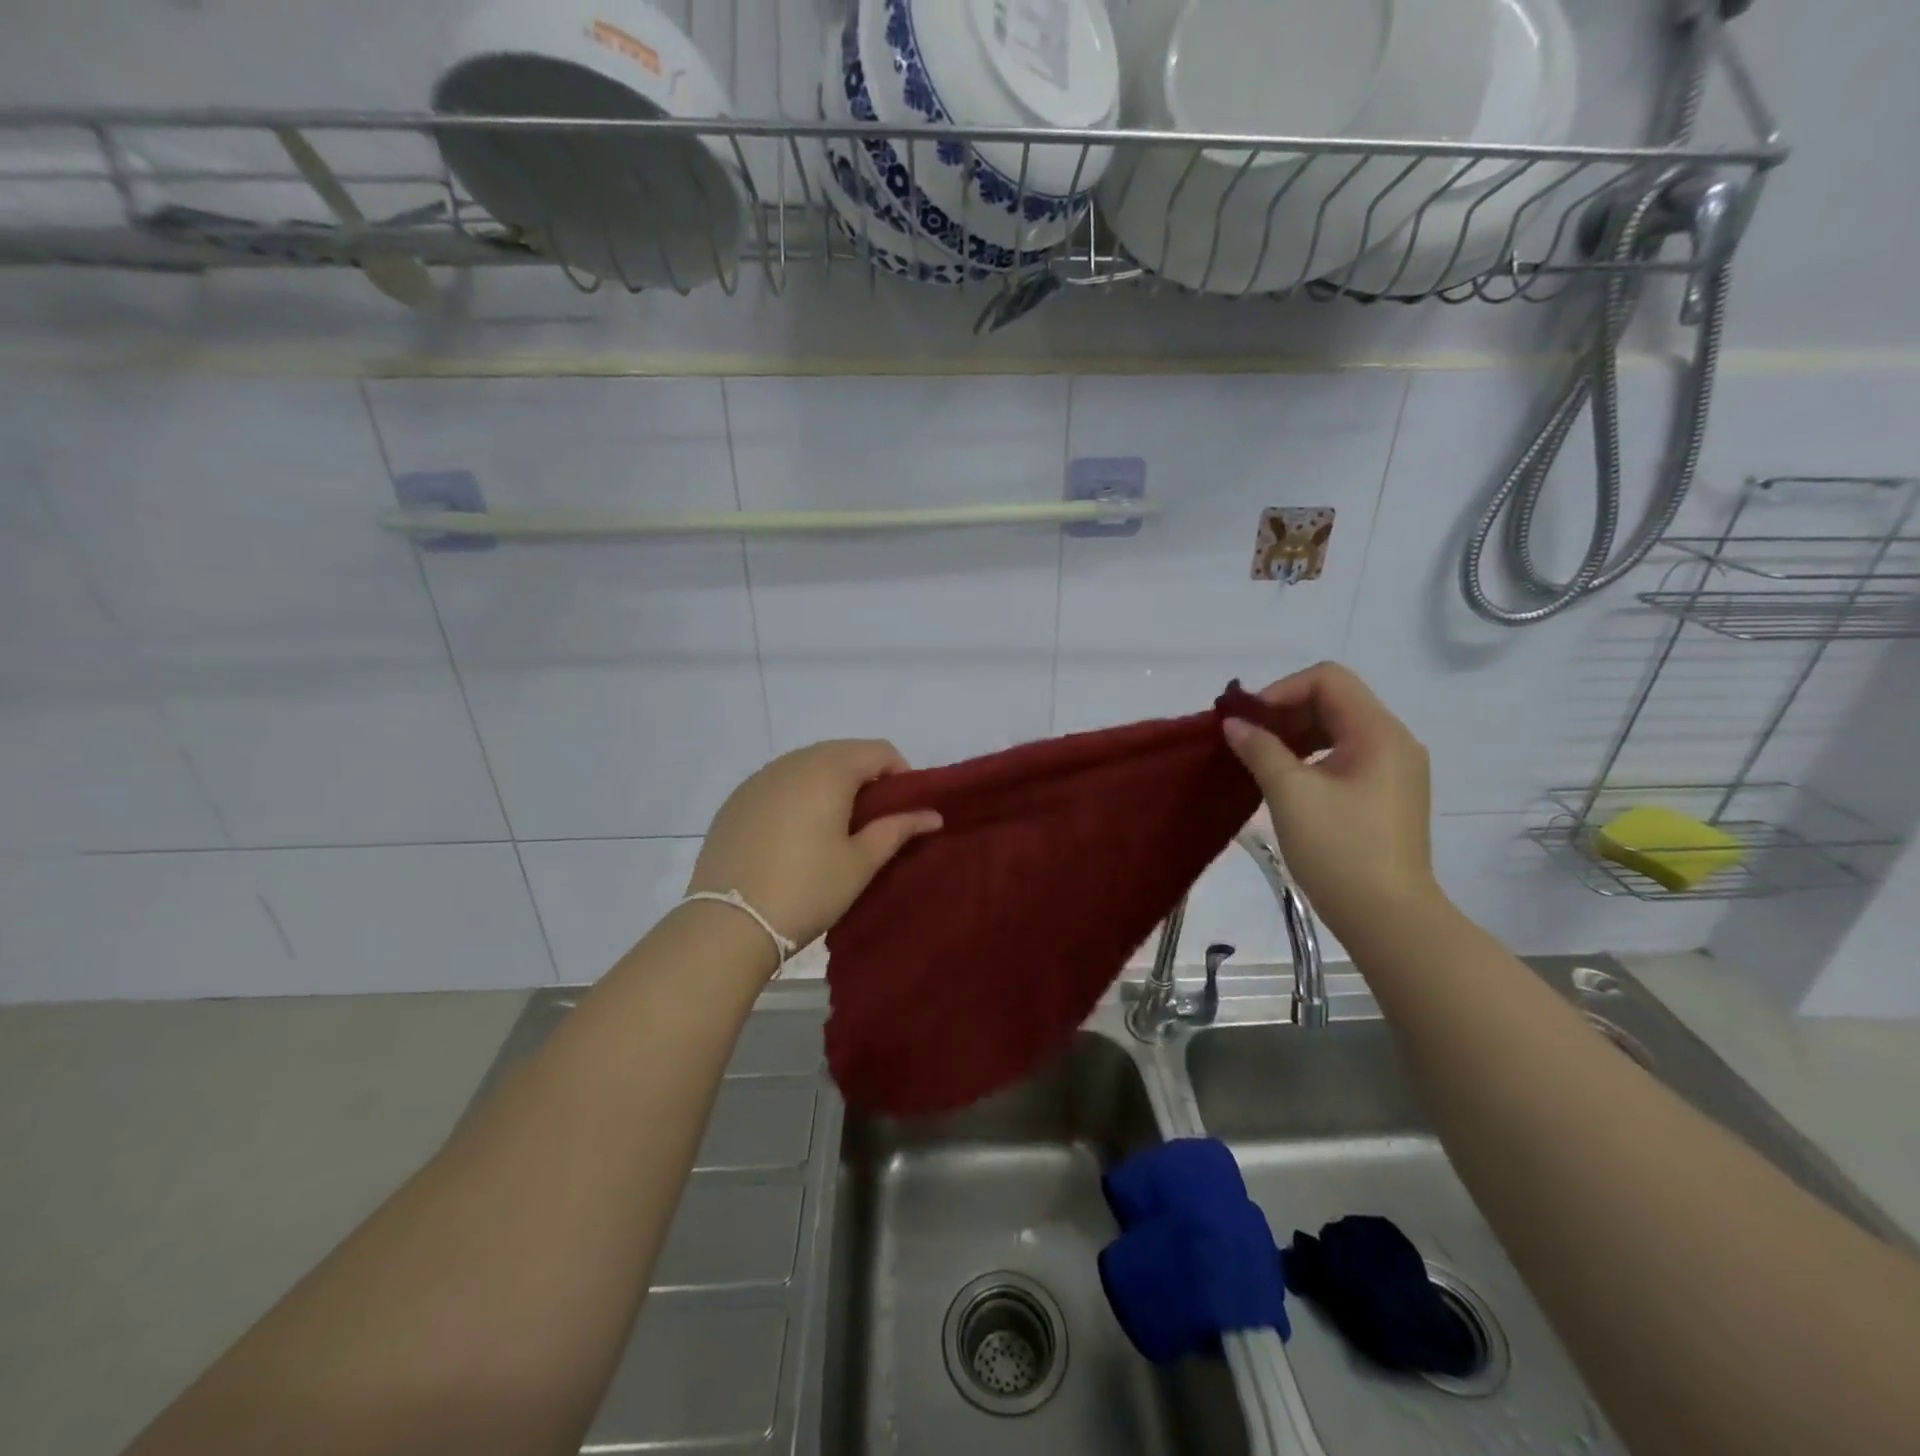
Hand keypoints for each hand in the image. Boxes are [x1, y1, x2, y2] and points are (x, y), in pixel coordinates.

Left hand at [687, 740, 941, 959]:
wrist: (728, 924)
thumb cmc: (807, 890)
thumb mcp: (861, 862)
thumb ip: (898, 829)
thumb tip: (932, 814)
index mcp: (828, 770)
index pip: (878, 750)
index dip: (900, 774)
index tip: (903, 810)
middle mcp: (792, 762)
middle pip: (841, 752)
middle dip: (865, 777)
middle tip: (873, 821)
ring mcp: (758, 779)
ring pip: (807, 765)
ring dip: (830, 784)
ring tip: (835, 828)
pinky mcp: (735, 800)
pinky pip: (778, 783)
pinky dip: (797, 795)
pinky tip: (795, 834)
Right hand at [1222, 663, 1441, 940]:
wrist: (1388, 917)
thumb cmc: (1339, 849)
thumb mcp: (1290, 793)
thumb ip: (1260, 749)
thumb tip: (1233, 724)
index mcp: (1378, 732)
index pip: (1328, 679)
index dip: (1282, 690)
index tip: (1249, 722)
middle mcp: (1395, 741)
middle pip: (1335, 701)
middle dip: (1286, 712)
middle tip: (1248, 740)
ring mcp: (1396, 770)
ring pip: (1340, 729)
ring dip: (1297, 735)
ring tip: (1262, 760)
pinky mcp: (1388, 795)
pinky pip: (1348, 756)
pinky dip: (1314, 757)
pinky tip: (1288, 782)